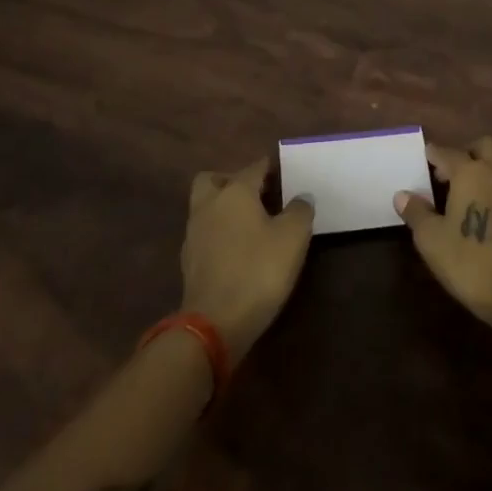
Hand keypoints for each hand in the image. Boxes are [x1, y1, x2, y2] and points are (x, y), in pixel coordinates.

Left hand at [181, 155, 313, 360]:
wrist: (215, 323)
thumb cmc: (258, 270)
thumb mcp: (293, 237)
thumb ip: (300, 211)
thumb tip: (302, 197)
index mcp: (234, 193)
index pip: (253, 168)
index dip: (269, 167)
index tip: (283, 171)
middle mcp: (209, 206)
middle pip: (213, 180)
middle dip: (231, 181)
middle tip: (256, 194)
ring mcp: (194, 234)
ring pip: (205, 207)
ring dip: (223, 209)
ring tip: (250, 223)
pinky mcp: (189, 262)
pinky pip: (204, 234)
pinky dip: (218, 234)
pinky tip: (237, 250)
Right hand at [397, 137, 491, 334]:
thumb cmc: (471, 262)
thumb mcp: (432, 240)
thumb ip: (416, 213)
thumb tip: (402, 195)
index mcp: (471, 172)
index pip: (448, 153)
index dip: (434, 154)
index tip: (426, 157)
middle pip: (483, 146)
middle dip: (466, 153)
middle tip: (450, 173)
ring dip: (489, 165)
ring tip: (473, 188)